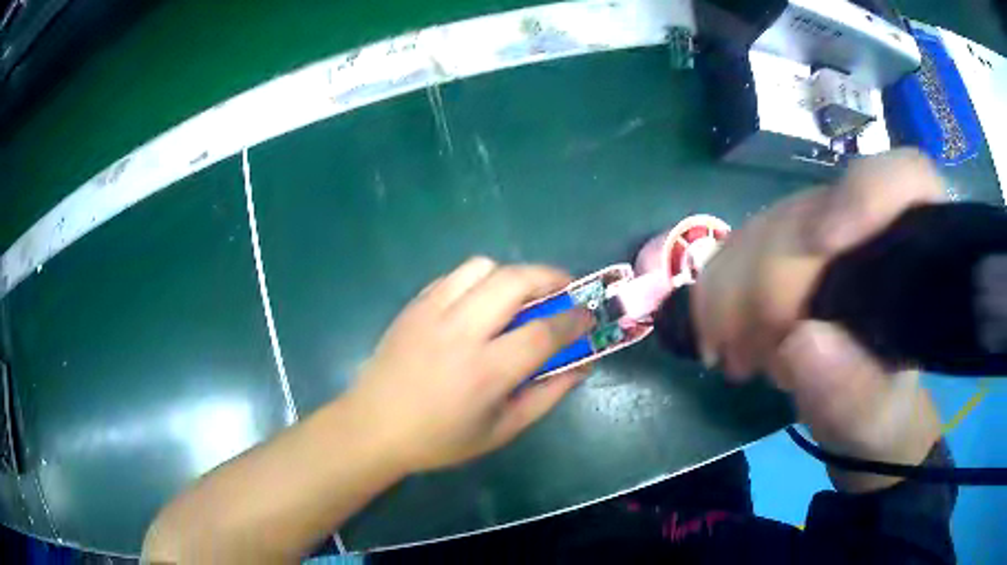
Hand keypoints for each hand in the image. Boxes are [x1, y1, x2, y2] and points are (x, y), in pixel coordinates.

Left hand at [346, 257, 593, 472]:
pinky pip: (454, 275)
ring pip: (483, 267)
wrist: (373, 426)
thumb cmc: (440, 439)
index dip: (574, 319)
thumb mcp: (501, 430)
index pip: (543, 331)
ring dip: (511, 274)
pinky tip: (480, 303)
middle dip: (550, 277)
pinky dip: (478, 280)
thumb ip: (546, 396)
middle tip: (563, 289)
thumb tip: (581, 366)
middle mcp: (460, 332)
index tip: (588, 315)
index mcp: (486, 371)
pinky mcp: (414, 305)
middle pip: (515, 281)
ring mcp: (432, 312)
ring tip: (519, 296)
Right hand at [693, 149, 944, 488]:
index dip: (866, 194)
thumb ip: (851, 393)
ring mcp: (830, 224)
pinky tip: (722, 333)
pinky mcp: (794, 239)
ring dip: (738, 290)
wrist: (859, 404)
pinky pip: (744, 242)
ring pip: (773, 224)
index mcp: (918, 255)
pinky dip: (721, 287)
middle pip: (817, 212)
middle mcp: (874, 223)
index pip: (907, 180)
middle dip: (773, 279)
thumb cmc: (879, 409)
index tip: (822, 245)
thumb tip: (802, 342)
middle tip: (750, 355)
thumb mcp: (871, 419)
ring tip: (739, 357)